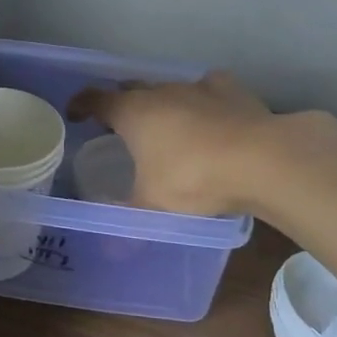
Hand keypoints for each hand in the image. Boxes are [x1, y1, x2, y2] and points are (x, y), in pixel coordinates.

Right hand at [68, 72, 317, 215]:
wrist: (261, 159)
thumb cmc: (193, 178)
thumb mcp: (153, 204)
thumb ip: (128, 217)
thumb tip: (108, 250)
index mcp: (132, 113)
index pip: (95, 99)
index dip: (81, 105)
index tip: (75, 114)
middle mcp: (159, 92)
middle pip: (130, 89)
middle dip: (121, 104)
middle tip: (120, 127)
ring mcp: (196, 87)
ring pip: (168, 88)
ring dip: (161, 104)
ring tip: (166, 127)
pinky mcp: (229, 89)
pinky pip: (206, 89)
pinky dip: (201, 101)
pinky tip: (210, 117)